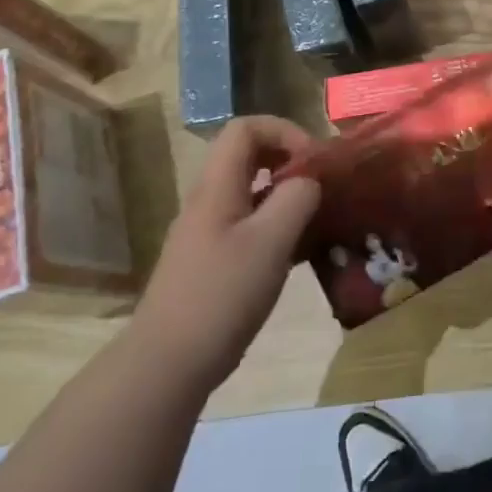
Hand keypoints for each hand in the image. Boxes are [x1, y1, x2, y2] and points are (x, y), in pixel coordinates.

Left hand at [130, 116, 321, 387]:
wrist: (168, 363)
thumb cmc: (221, 294)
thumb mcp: (271, 241)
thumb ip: (297, 199)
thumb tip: (310, 181)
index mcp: (217, 186)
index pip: (246, 128)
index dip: (285, 131)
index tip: (315, 160)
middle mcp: (210, 201)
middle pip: (249, 156)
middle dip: (290, 160)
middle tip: (323, 183)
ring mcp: (210, 232)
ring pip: (253, 192)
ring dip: (288, 195)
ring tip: (321, 217)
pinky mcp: (215, 262)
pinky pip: (251, 225)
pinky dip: (279, 226)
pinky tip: (302, 252)